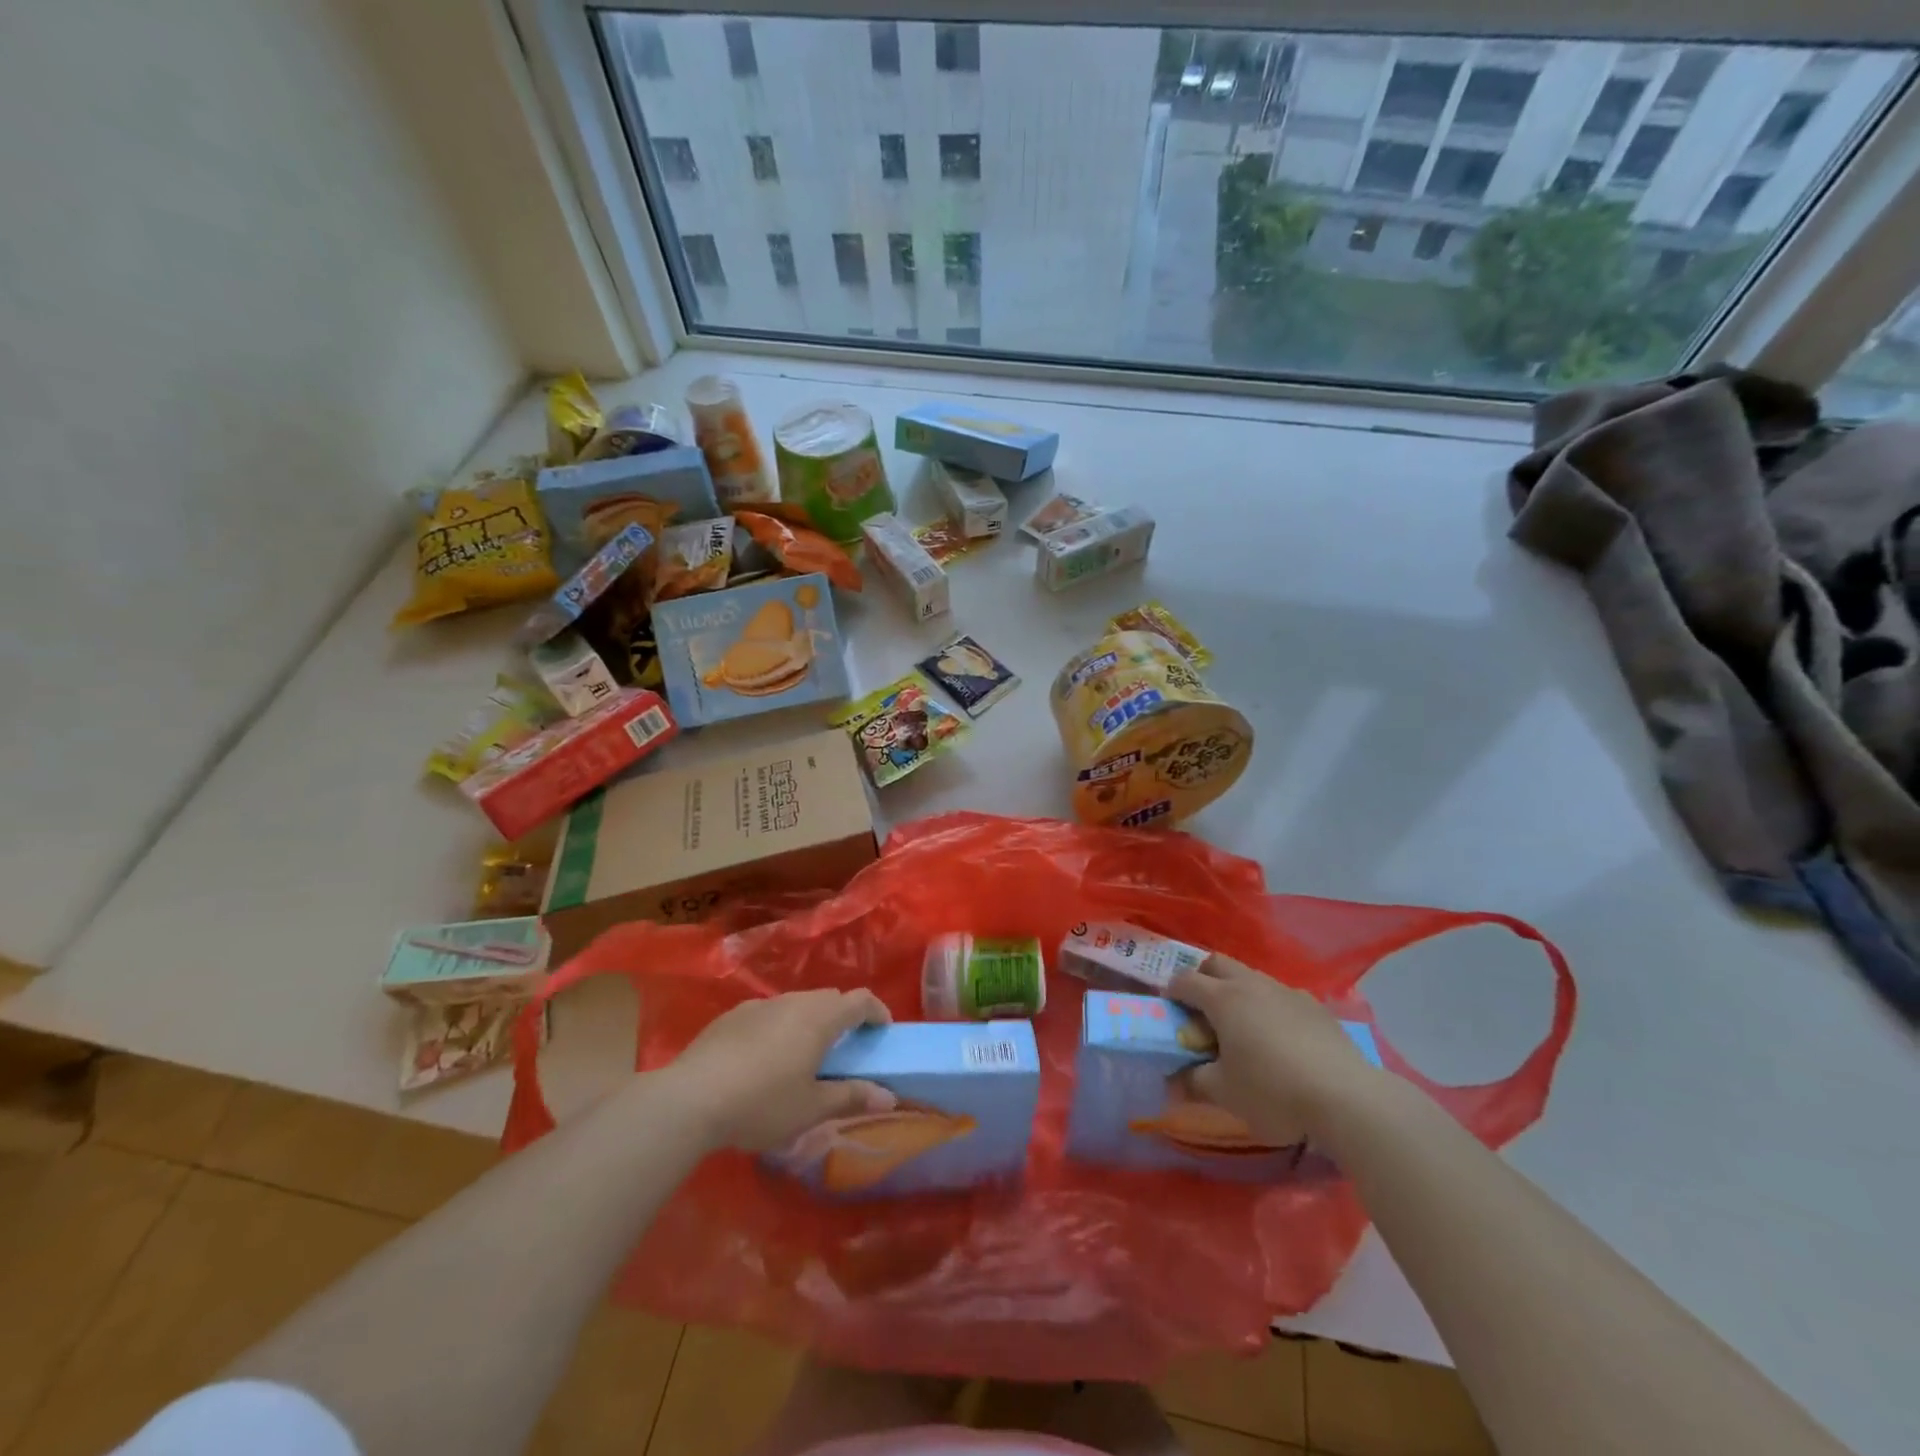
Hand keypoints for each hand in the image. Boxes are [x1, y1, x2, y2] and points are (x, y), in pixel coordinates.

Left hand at [665, 989, 896, 1151]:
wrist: (690, 1099)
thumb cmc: (761, 1104)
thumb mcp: (811, 1109)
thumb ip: (851, 1097)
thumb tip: (889, 1096)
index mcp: (819, 1019)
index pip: (860, 1000)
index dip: (877, 1012)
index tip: (882, 1031)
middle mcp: (793, 1002)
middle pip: (828, 998)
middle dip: (843, 1017)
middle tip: (844, 1049)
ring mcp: (759, 1005)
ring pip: (796, 1003)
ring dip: (809, 1021)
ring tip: (804, 1056)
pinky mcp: (731, 1016)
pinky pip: (768, 1013)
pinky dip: (779, 1027)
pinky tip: (763, 1059)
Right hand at [1168, 956, 1382, 1145]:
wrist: (1347, 1098)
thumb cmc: (1273, 1092)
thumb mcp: (1224, 1093)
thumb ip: (1193, 1081)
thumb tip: (1173, 1080)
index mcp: (1223, 998)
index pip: (1185, 981)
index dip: (1171, 993)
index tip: (1169, 1013)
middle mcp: (1251, 984)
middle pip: (1217, 963)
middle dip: (1202, 978)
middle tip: (1200, 1011)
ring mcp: (1287, 991)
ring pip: (1251, 977)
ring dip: (1237, 992)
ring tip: (1242, 1027)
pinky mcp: (1316, 1007)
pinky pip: (1281, 996)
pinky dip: (1269, 1007)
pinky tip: (1280, 1039)